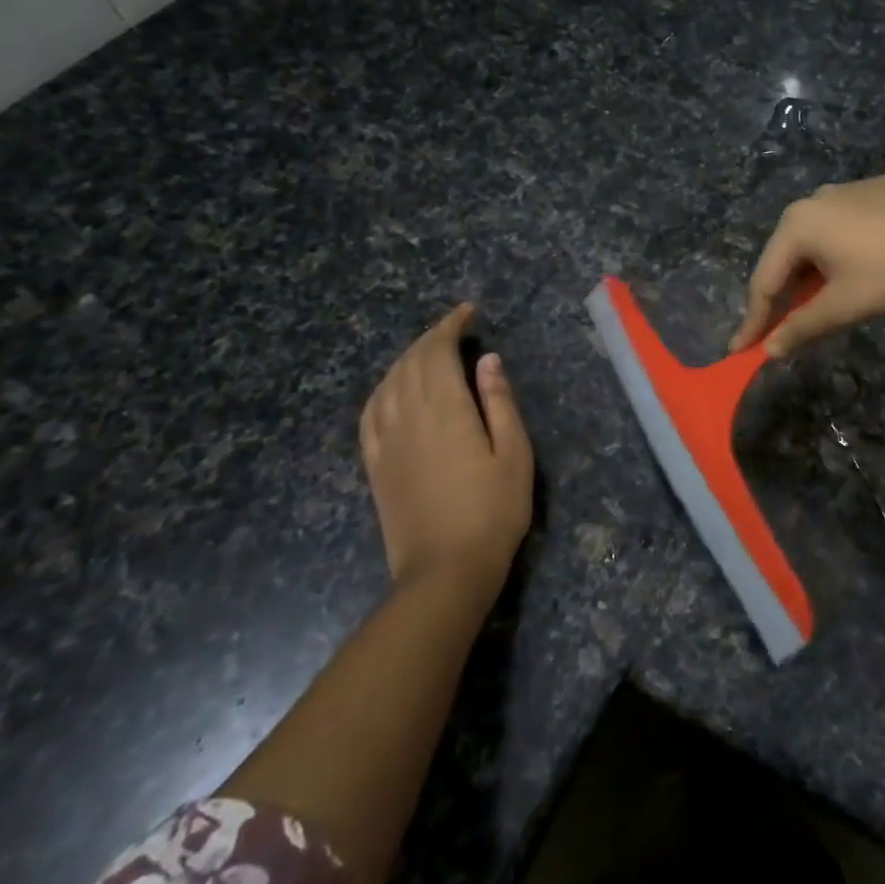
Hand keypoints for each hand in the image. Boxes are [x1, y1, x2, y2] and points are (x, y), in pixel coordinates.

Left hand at [359, 303, 532, 593]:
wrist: (445, 570)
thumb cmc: (493, 511)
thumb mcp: (515, 453)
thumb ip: (500, 402)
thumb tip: (487, 360)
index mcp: (446, 409)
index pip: (439, 352)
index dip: (450, 326)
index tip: (467, 312)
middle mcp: (409, 416)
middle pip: (411, 362)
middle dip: (430, 338)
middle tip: (454, 328)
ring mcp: (386, 441)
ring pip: (388, 383)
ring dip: (406, 359)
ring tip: (428, 352)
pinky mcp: (374, 465)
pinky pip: (369, 414)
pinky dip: (382, 390)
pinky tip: (391, 390)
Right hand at [730, 175, 884, 356]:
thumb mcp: (846, 305)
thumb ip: (802, 327)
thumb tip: (770, 350)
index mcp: (799, 224)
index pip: (764, 280)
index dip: (753, 320)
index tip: (740, 351)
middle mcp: (816, 199)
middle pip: (787, 256)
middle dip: (783, 296)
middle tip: (782, 330)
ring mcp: (849, 189)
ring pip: (817, 240)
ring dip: (813, 275)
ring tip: (822, 303)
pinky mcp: (880, 189)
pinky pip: (845, 227)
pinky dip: (840, 253)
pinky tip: (861, 269)